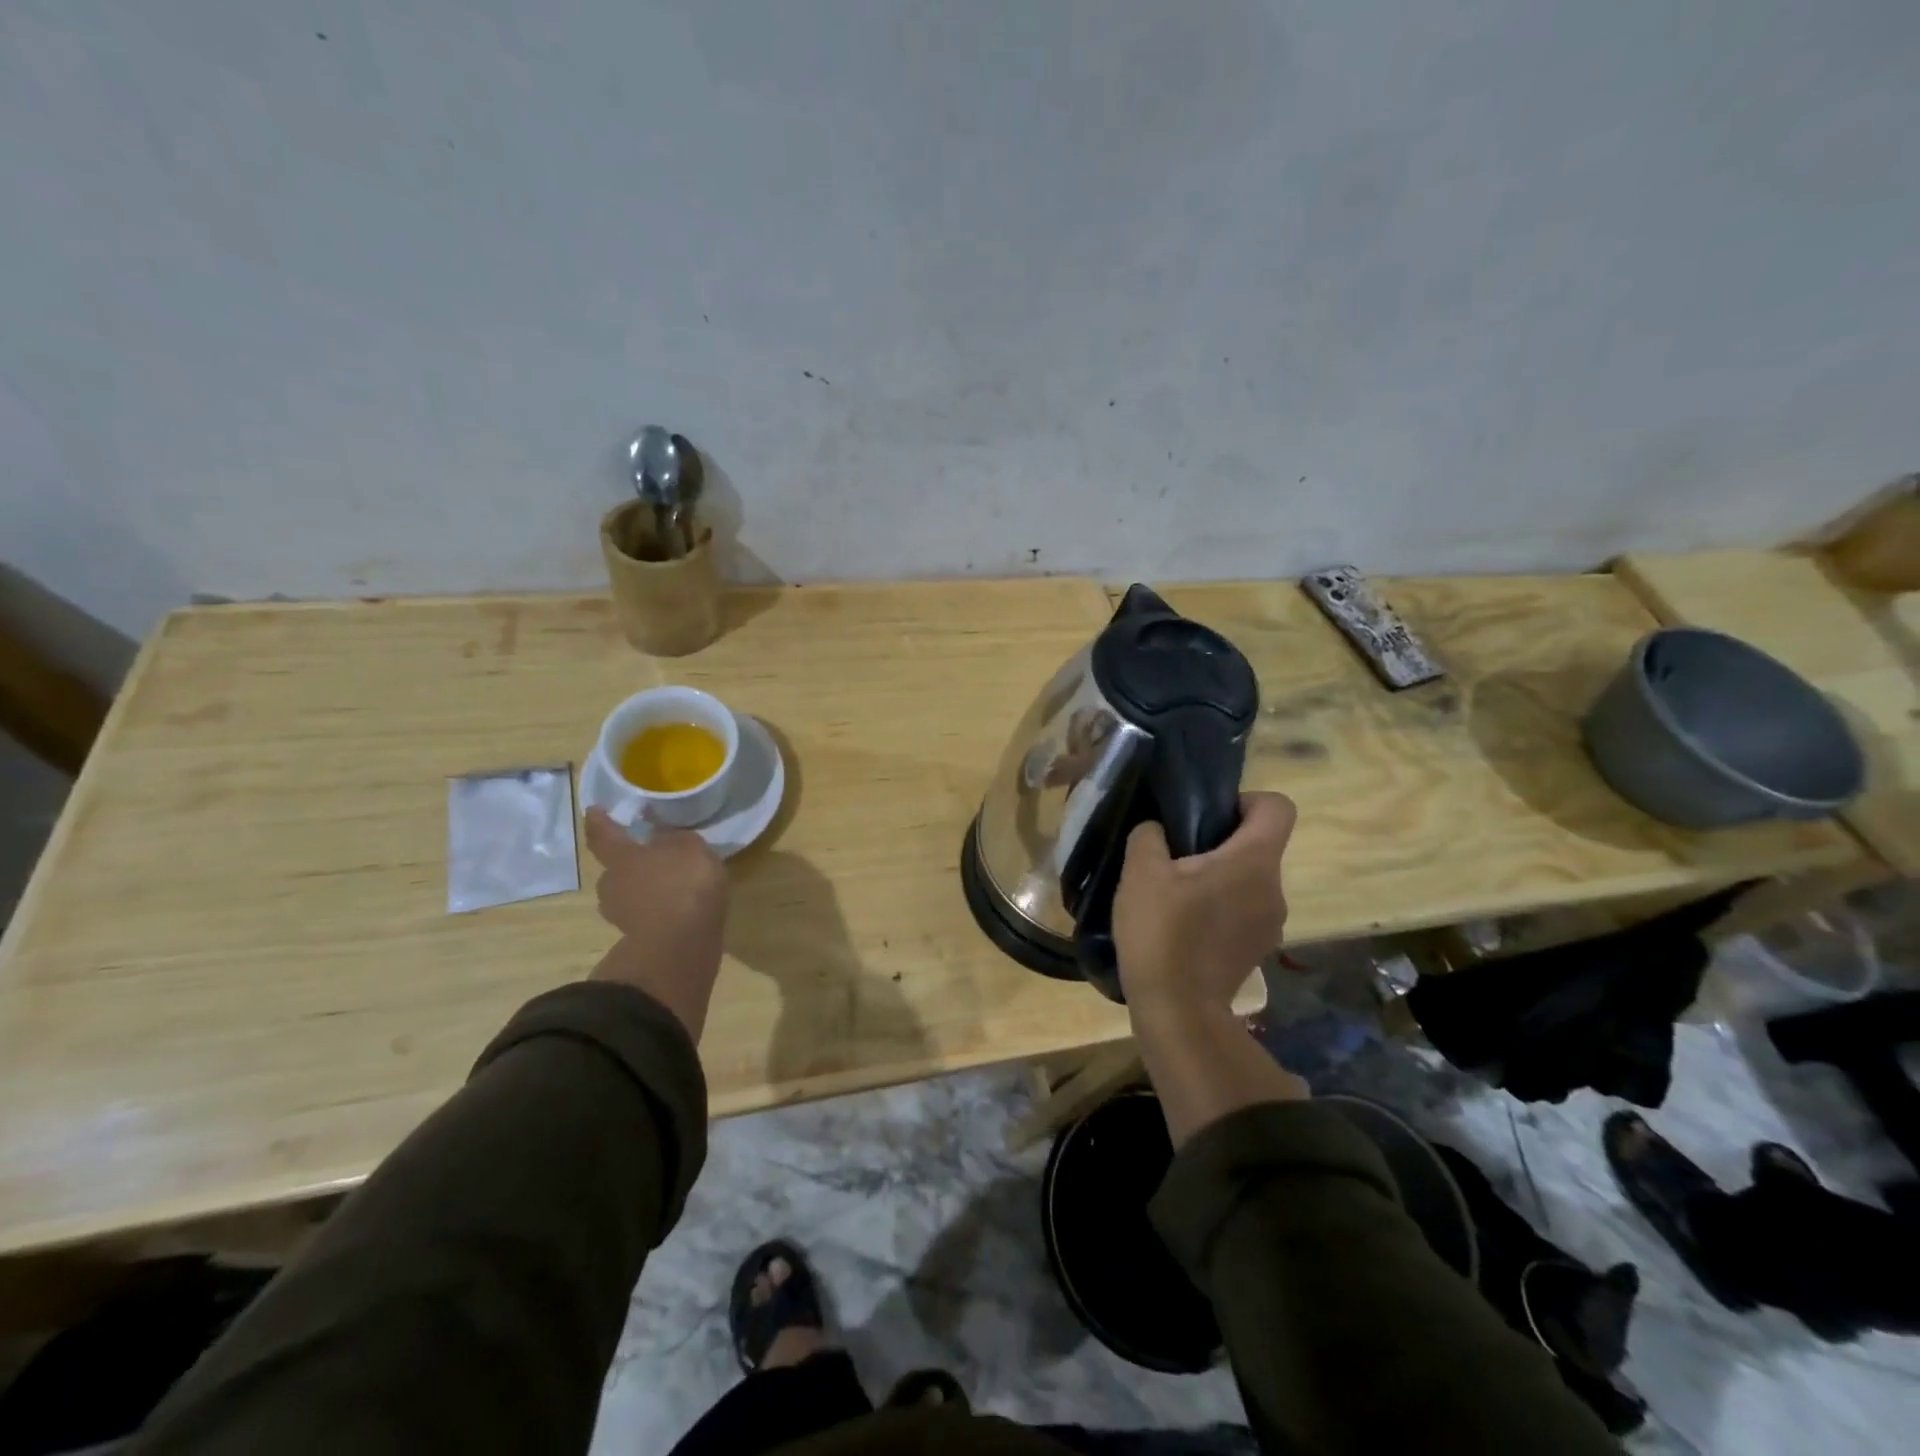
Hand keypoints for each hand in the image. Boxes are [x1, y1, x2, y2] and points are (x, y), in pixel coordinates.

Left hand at [584, 807, 729, 1039]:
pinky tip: (676, 910)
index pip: (604, 834)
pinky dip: (656, 912)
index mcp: (622, 856)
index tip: (593, 810)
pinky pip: (644, 916)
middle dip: (628, 864)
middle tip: (650, 859)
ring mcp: (621, 915)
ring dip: (643, 890)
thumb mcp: (691, 847)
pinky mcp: (636, 939)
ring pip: (628, 895)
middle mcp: (612, 884)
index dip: (599, 821)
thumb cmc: (683, 883)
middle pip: (614, 870)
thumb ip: (675, 839)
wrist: (681, 944)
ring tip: (668, 888)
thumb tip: (660, 837)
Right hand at [1113, 792, 1296, 1020]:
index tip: (1208, 817)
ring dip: (1219, 878)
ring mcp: (1271, 923)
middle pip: (1259, 845)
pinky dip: (1219, 908)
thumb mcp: (1140, 872)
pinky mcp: (1257, 950)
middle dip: (1221, 842)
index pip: (1277, 807)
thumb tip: (1157, 831)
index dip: (1245, 801)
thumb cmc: (1162, 932)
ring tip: (1175, 893)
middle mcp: (1274, 888)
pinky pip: (1243, 911)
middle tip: (1176, 855)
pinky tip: (1183, 925)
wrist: (1178, 1010)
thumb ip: (1149, 836)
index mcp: (1254, 861)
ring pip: (1249, 880)